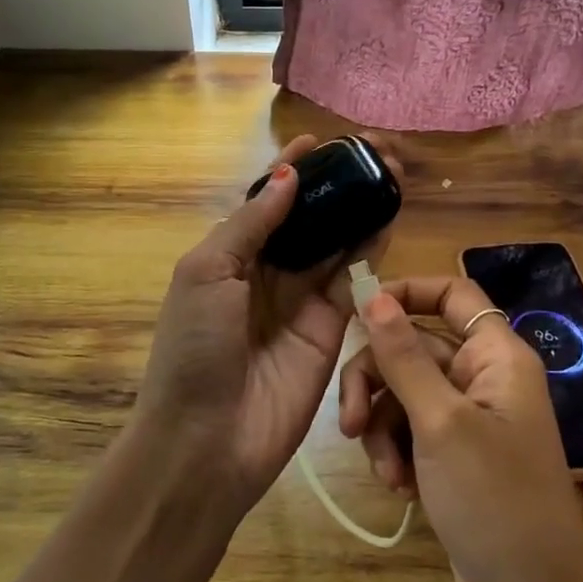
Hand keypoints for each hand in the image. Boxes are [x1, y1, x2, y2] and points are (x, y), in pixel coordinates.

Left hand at [136, 134, 394, 513]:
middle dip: (334, 185)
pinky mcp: (332, 328)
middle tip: (370, 153)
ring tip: (387, 173)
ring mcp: (302, 299)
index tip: (320, 141)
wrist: (207, 441)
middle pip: (306, 217)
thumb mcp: (206, 273)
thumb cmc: (194, 348)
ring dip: (358, 208)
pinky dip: (370, 247)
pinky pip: (353, 279)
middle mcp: (267, 272)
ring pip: (335, 241)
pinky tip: (387, 216)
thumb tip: (287, 174)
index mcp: (229, 255)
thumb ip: (250, 224)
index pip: (266, 202)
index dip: (291, 170)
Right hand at [350, 278, 582, 581]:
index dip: (406, 292)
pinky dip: (396, 452)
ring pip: (406, 392)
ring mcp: (471, 422)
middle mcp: (486, 379)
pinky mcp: (456, 460)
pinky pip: (412, 431)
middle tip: (350, 422)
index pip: (452, 294)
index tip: (357, 311)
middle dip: (378, 379)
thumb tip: (373, 294)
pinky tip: (397, 488)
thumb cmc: (495, 505)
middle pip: (416, 346)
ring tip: (382, 470)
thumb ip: (403, 356)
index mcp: (498, 356)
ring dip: (382, 424)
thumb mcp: (441, 423)